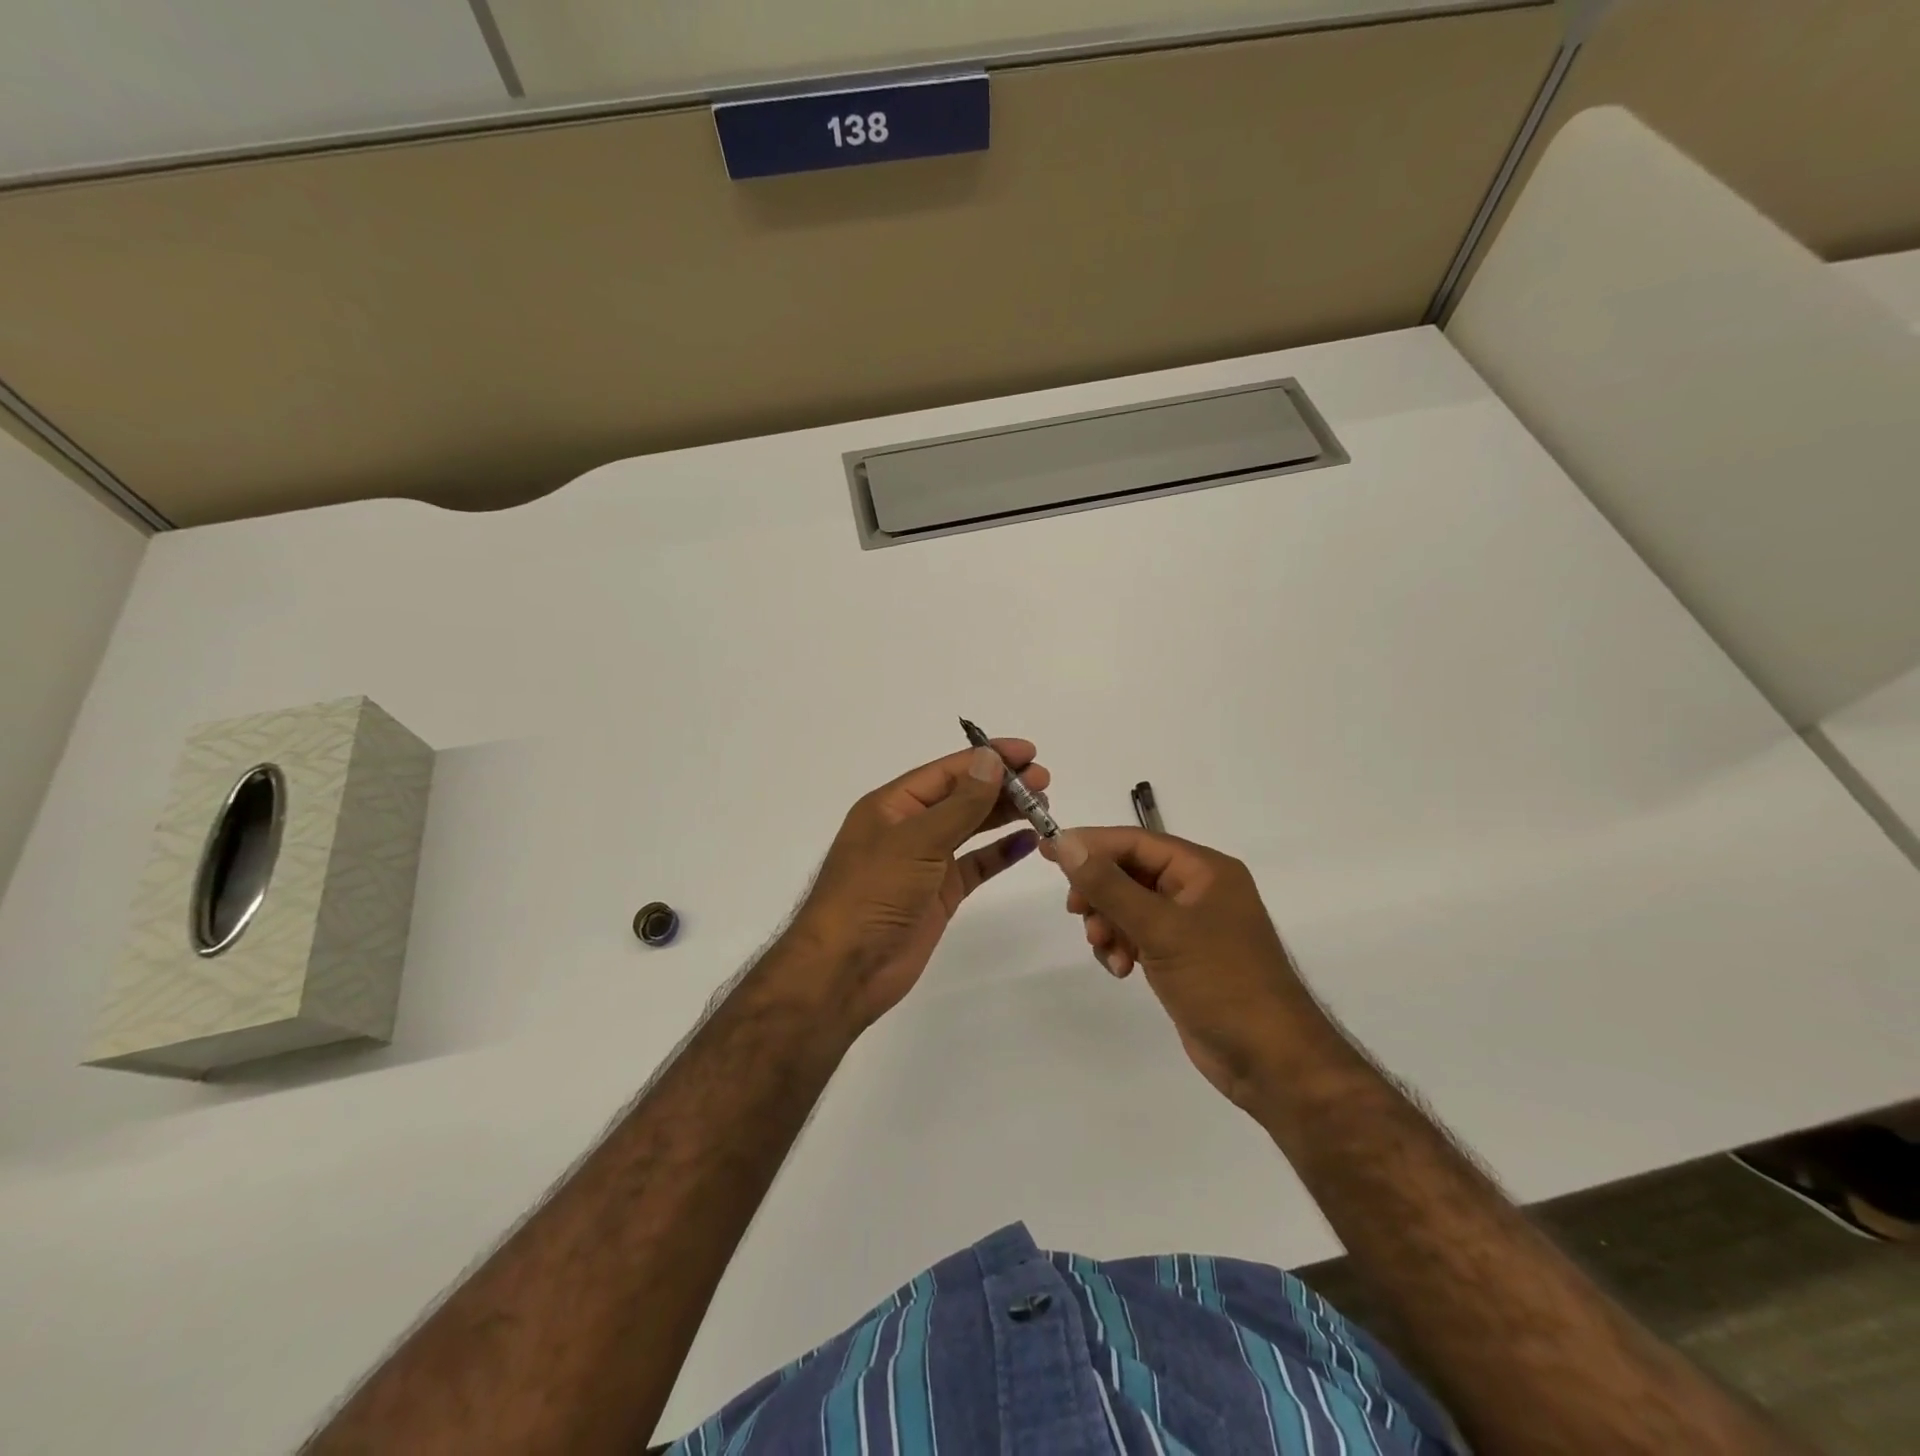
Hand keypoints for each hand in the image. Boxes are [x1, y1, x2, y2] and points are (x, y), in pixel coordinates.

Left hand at [783, 741, 1049, 1034]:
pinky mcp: (939, 894)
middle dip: (1002, 786)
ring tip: (1043, 806)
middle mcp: (909, 827)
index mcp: (893, 805)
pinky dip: (1000, 853)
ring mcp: (925, 862)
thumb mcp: (916, 840)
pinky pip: (975, 865)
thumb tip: (990, 760)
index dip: (988, 759)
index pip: (948, 771)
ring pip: (971, 829)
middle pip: (962, 796)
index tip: (1029, 752)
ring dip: (1004, 815)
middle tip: (1045, 781)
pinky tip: (1027, 842)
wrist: (846, 969)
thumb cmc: (873, 892)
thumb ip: (959, 803)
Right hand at [1041, 827, 1328, 1109]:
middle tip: (1077, 913)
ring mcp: (1191, 925)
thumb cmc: (1221, 982)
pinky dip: (1121, 946)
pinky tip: (1119, 969)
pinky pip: (1138, 935)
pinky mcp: (1182, 956)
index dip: (1090, 844)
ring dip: (1108, 924)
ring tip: (1106, 951)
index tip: (1047, 851)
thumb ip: (1109, 885)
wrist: (1271, 1061)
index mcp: (1204, 870)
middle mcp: (1198, 890)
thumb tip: (1064, 842)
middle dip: (1100, 893)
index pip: (1135, 841)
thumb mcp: (1160, 928)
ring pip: (1129, 906)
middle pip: (1130, 872)